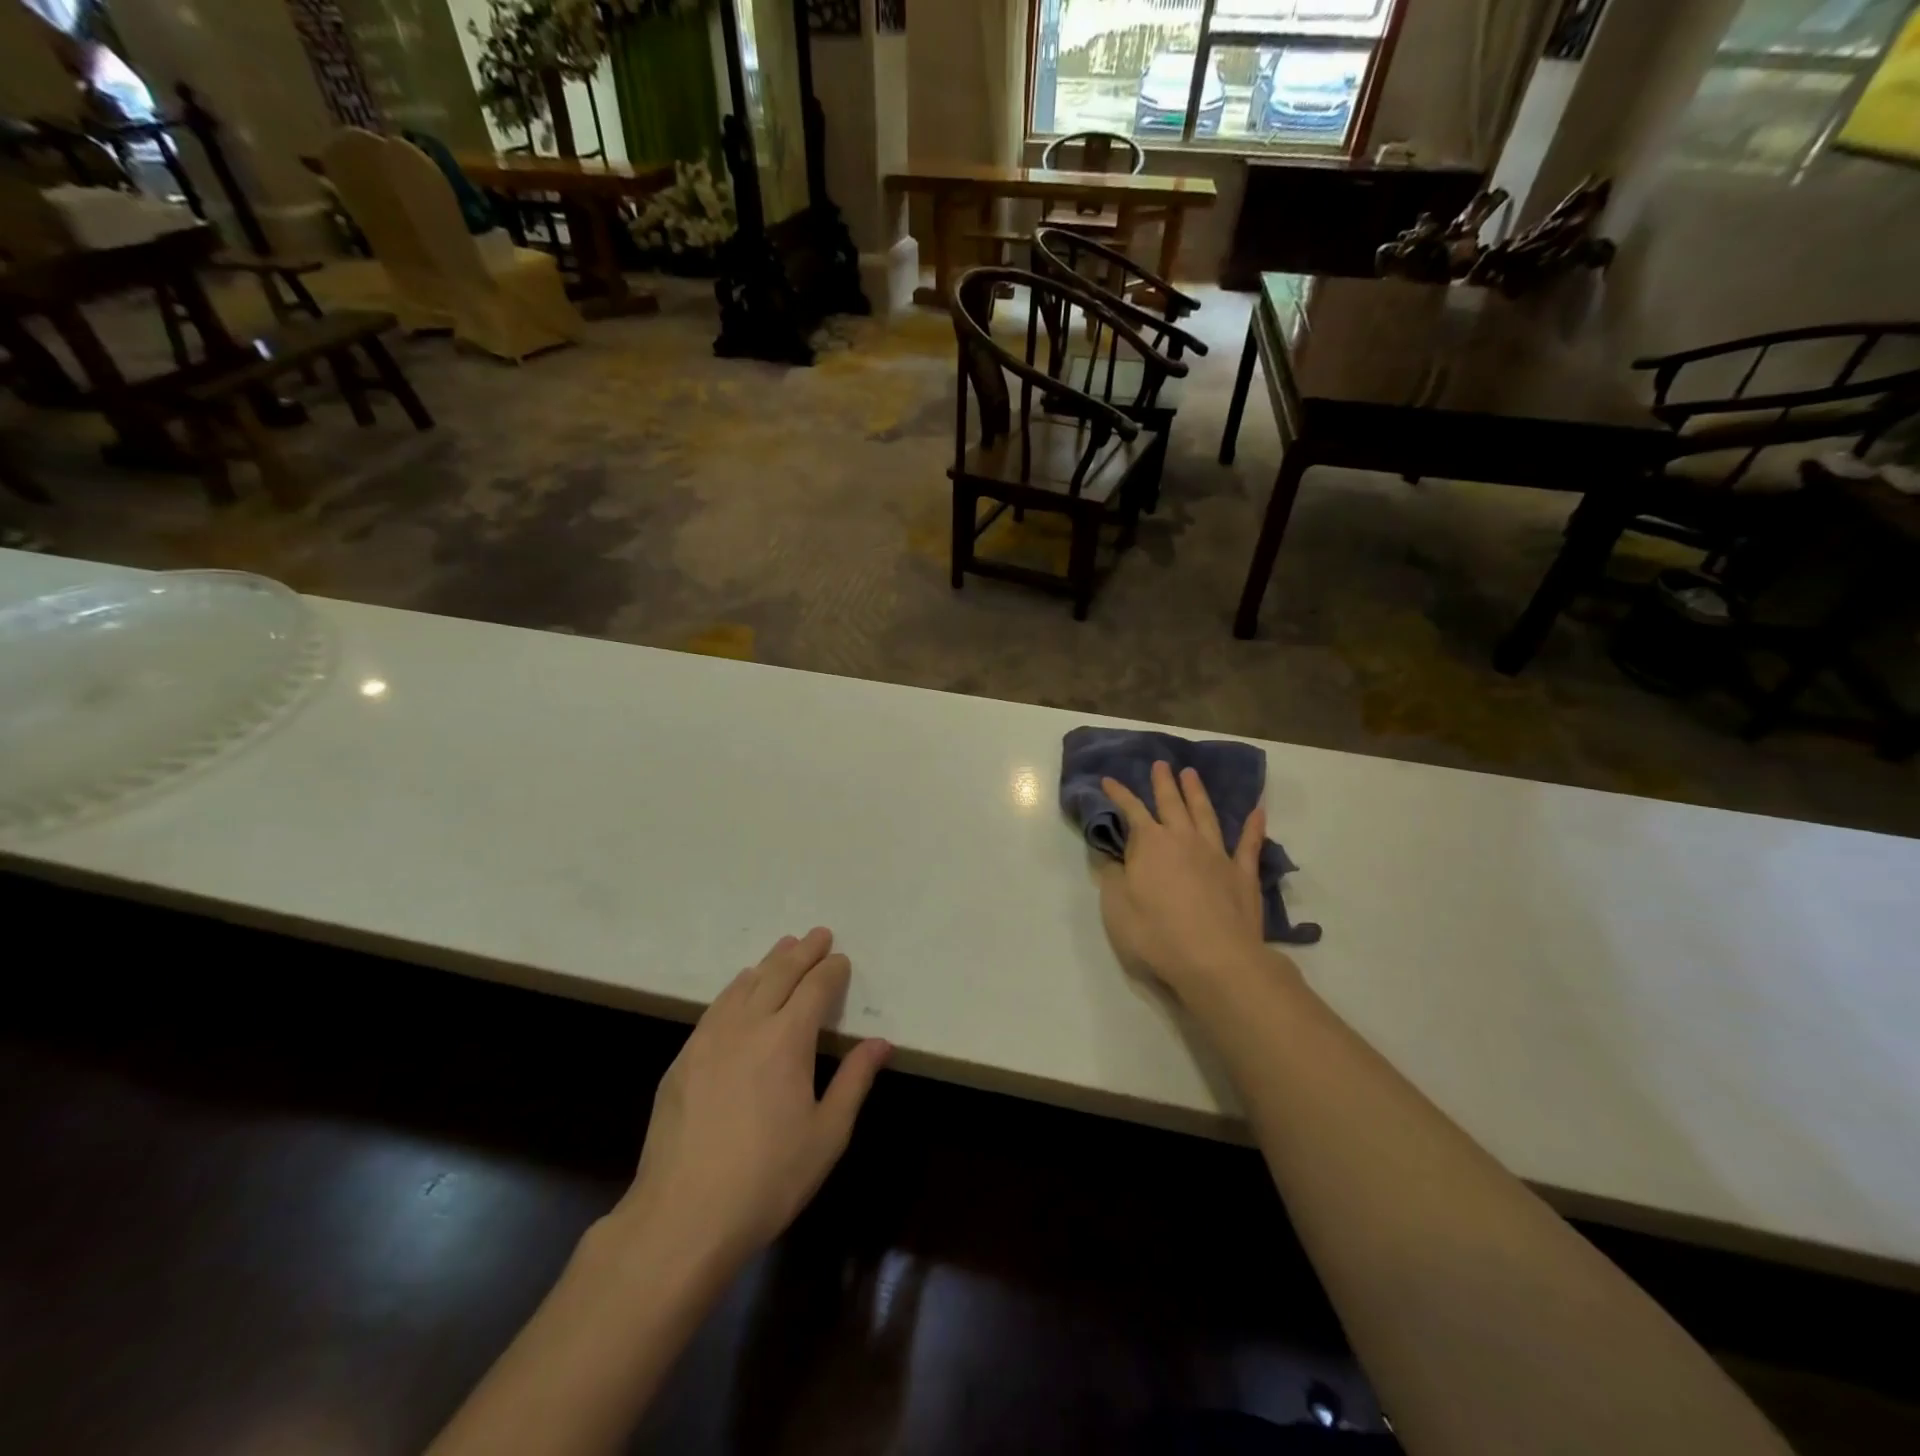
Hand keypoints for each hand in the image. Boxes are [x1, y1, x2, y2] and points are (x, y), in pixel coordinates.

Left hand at [612, 928, 890, 1271]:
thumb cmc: (768, 1178)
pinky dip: (736, 988)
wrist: (682, 1217)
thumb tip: (881, 1043)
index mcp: (787, 1039)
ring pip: (743, 985)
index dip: (831, 970)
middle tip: (817, 935)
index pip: (815, 988)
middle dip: (801, 952)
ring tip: (782, 950)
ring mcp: (709, 1039)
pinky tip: (739, 991)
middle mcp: (747, 1025)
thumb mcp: (827, 1134)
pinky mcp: (682, 1059)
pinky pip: (716, 1007)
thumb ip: (855, 1081)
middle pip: (778, 974)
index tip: (841, 959)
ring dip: (768, 963)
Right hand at [1098, 761, 1286, 995]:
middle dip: (1163, 783)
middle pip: (1172, 803)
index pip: (1131, 811)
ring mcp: (1217, 855)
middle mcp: (1184, 840)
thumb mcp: (1116, 907)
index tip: (1109, 780)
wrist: (1215, 960)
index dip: (1119, 795)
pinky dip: (1254, 827)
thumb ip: (1114, 877)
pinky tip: (1258, 812)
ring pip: (1206, 815)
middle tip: (1161, 764)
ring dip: (1198, 793)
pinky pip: (1249, 844)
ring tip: (1191, 774)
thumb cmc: (1156, 934)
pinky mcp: (1243, 875)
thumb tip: (1113, 858)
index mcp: (1150, 844)